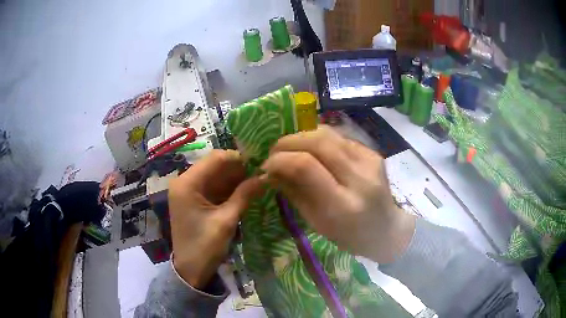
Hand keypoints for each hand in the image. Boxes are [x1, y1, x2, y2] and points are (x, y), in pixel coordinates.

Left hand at [168, 150, 260, 287]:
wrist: (190, 270)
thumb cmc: (205, 246)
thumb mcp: (226, 220)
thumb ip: (244, 195)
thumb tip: (265, 176)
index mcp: (187, 183)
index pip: (215, 158)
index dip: (238, 159)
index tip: (260, 163)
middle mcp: (185, 181)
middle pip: (215, 166)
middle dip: (238, 169)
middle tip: (262, 173)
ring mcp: (188, 191)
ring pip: (216, 176)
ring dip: (235, 179)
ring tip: (258, 181)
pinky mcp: (194, 200)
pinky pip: (213, 187)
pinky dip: (229, 189)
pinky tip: (246, 191)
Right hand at [261, 127, 414, 263]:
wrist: (387, 229)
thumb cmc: (350, 235)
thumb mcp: (317, 222)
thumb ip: (294, 192)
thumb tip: (271, 170)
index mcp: (343, 205)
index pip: (305, 166)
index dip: (280, 159)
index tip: (266, 165)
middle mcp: (359, 177)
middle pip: (318, 141)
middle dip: (288, 141)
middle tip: (274, 152)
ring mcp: (370, 161)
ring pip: (328, 133)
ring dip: (301, 136)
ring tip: (289, 148)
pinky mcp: (373, 153)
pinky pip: (339, 137)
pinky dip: (318, 139)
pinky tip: (311, 150)